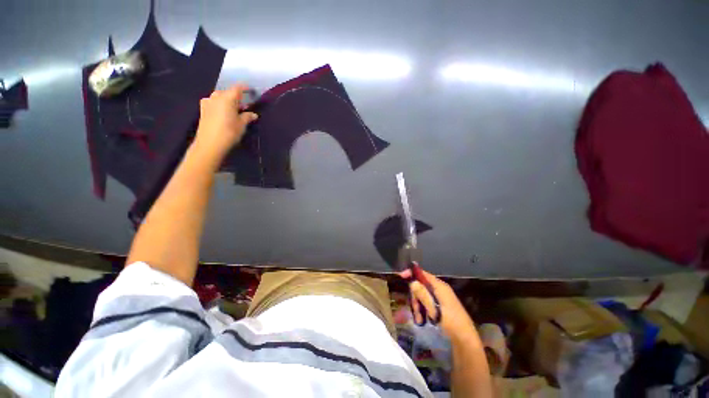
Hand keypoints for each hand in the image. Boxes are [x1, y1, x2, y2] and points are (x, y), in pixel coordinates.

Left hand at [193, 84, 257, 159]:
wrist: (210, 143)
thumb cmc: (229, 132)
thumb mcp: (242, 125)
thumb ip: (247, 117)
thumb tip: (253, 114)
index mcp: (227, 98)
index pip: (237, 88)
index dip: (245, 88)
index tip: (251, 91)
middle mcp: (216, 97)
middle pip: (228, 92)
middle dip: (236, 97)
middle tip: (244, 105)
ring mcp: (207, 102)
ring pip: (220, 97)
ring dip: (228, 101)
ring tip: (234, 110)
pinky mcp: (203, 110)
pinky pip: (213, 103)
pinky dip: (220, 105)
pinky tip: (223, 112)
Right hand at [400, 268, 476, 340]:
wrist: (465, 340)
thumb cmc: (450, 322)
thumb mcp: (434, 309)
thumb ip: (423, 294)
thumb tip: (412, 281)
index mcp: (440, 286)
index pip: (423, 274)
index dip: (412, 273)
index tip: (401, 276)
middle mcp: (439, 289)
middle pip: (421, 286)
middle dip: (415, 297)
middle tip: (415, 309)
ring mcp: (440, 297)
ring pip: (422, 295)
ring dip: (418, 306)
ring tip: (419, 319)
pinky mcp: (440, 305)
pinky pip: (427, 302)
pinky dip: (423, 310)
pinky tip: (423, 320)